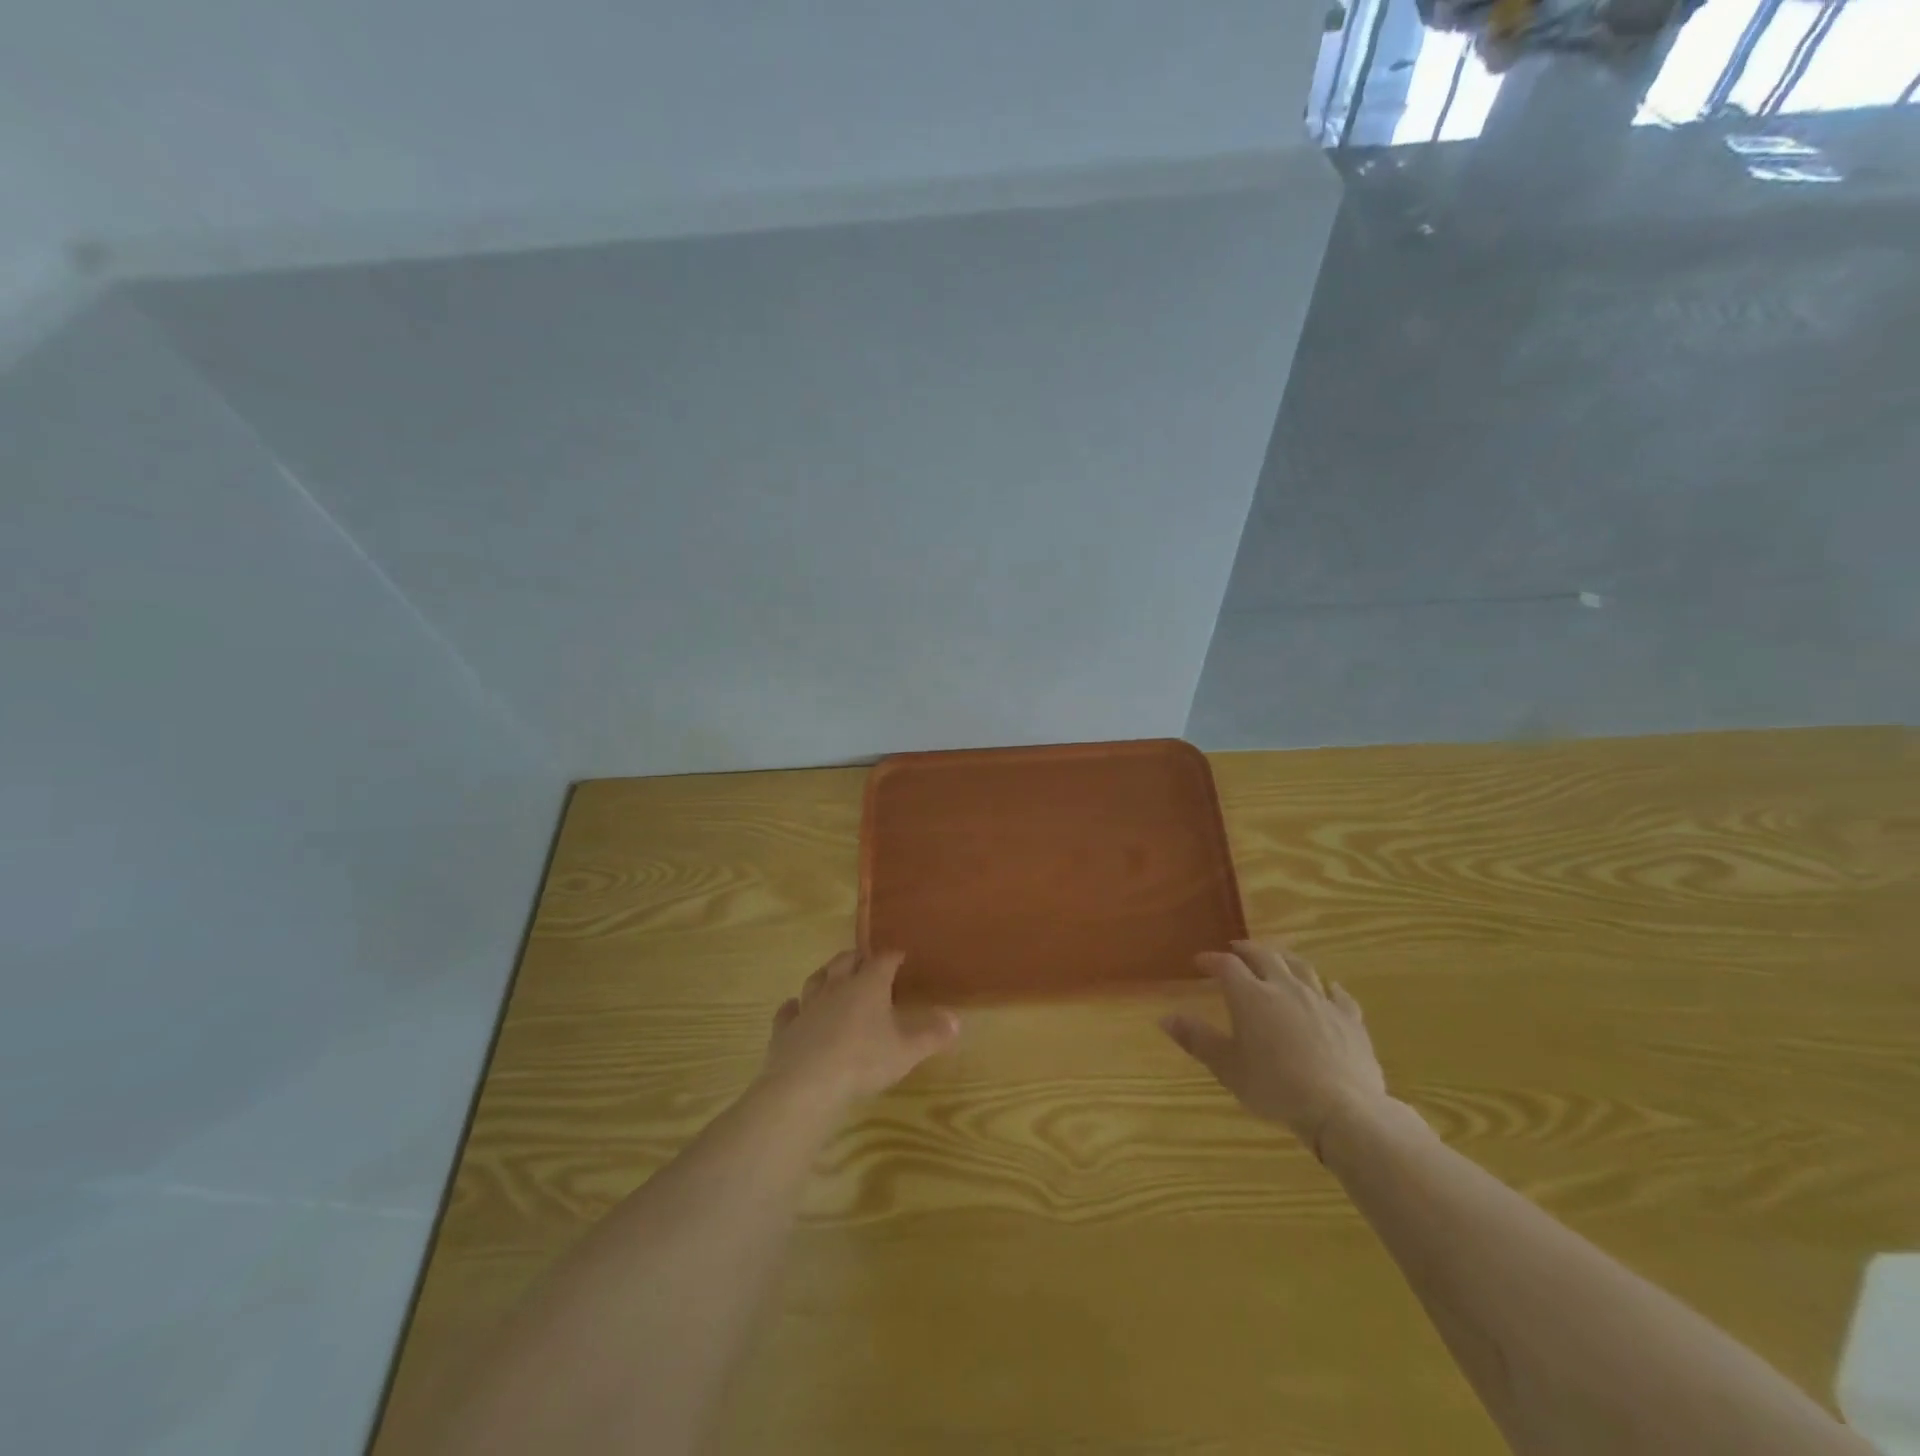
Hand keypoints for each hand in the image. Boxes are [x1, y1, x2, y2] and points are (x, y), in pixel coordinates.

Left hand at [764, 950, 958, 1104]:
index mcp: (868, 986)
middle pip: (845, 962)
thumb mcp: (907, 1052)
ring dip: (825, 975)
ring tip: (831, 976)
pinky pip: (788, 1011)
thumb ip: (932, 1035)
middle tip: (865, 960)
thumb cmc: (863, 1062)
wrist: (806, 1085)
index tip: (900, 955)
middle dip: (857, 958)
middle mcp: (836, 988)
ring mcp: (807, 1006)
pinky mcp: (785, 1029)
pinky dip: (792, 1007)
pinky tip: (793, 1007)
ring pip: (815, 980)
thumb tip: (957, 1020)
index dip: (892, 956)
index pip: (883, 961)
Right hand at [1161, 940, 1387, 1154]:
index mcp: (1251, 996)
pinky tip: (1328, 990)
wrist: (1341, 1109)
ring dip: (1285, 960)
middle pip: (1265, 956)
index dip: (1212, 960)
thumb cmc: (1275, 1087)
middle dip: (1247, 950)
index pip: (1227, 965)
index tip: (1200, 962)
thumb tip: (1165, 1018)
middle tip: (1236, 950)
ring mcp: (1321, 1001)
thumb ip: (1197, 1039)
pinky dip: (1327, 988)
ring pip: (1302, 968)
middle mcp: (1285, 988)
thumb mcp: (1227, 1067)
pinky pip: (1338, 994)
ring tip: (1277, 960)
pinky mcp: (1350, 1019)